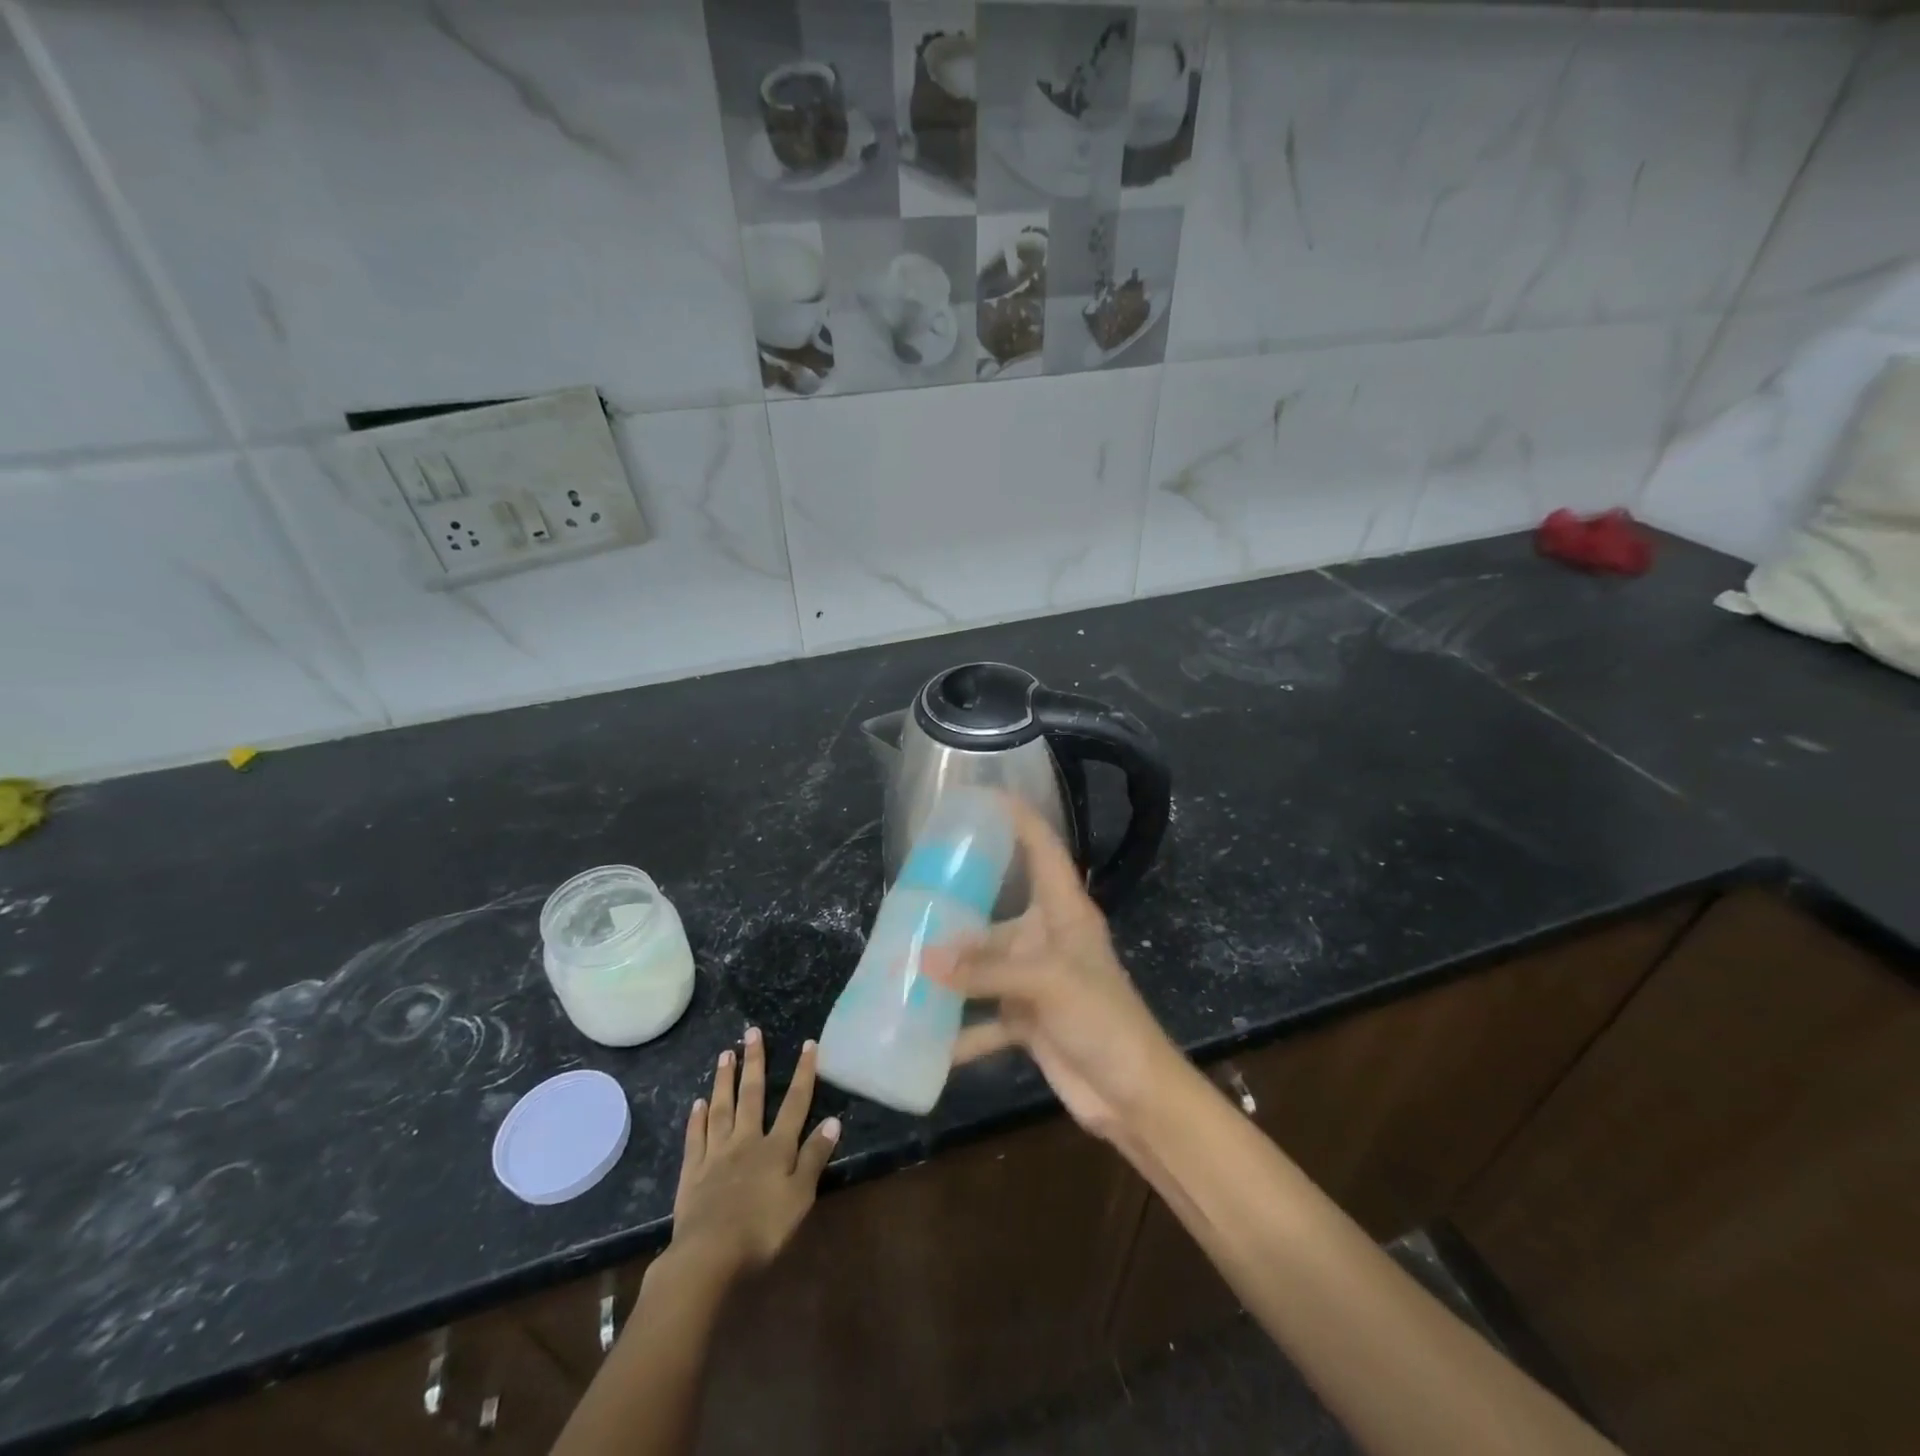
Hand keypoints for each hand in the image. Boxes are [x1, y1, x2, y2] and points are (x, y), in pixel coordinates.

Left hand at [668, 1029, 839, 1283]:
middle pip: (752, 1095)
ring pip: (721, 1109)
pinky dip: (697, 1119)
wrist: (709, 1255)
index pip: (795, 1103)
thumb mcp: (800, 1196)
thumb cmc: (763, 1229)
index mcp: (776, 1147)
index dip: (803, 1073)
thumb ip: (814, 1157)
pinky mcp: (691, 1173)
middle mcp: (746, 1141)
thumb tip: (832, 1120)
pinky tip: (698, 1104)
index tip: (808, 1044)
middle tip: (751, 1032)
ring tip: (725, 1055)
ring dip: (724, 1081)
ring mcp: (716, 1154)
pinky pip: (695, 1138)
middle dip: (755, 1062)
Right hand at [924, 796, 1181, 1143]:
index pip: (1043, 849)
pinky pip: (984, 1017)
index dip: (1018, 818)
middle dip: (956, 913)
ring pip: (984, 967)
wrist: (1133, 1094)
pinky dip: (959, 1030)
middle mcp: (1048, 938)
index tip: (981, 797)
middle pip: (996, 914)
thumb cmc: (1103, 1019)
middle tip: (911, 899)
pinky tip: (923, 1036)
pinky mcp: (1028, 1019)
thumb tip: (922, 961)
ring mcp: (1036, 980)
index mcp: (1065, 912)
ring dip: (950, 975)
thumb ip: (985, 971)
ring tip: (902, 967)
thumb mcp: (1047, 984)